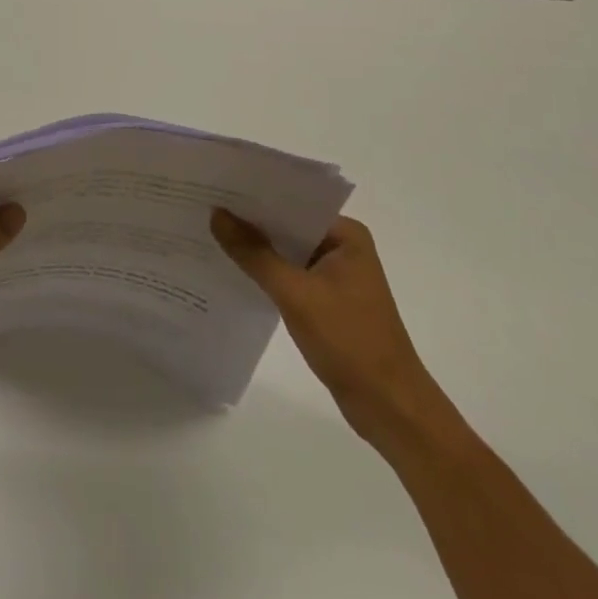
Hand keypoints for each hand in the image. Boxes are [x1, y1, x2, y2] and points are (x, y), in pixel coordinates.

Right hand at [211, 210, 448, 448]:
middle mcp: (343, 248)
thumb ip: (254, 253)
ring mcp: (337, 276)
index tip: (217, 188)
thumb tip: (217, 214)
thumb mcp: (295, 294)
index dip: (255, 196)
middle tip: (206, 209)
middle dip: (251, 222)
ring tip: (211, 234)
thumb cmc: (350, 342)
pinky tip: (235, 271)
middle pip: (288, 226)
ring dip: (257, 249)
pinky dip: (267, 274)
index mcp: (346, 235)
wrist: (391, 410)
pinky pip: (290, 276)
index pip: (293, 202)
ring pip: (287, 252)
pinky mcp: (329, 302)